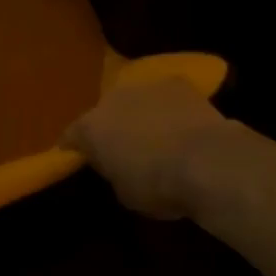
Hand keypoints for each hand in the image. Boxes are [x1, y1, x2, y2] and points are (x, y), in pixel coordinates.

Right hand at [62, 79, 229, 219]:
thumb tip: (118, 165)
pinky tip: (181, 124)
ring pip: (136, 100)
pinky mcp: (178, 83)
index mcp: (91, 128)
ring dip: (140, 114)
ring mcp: (145, 86)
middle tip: (122, 147)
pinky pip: (166, 96)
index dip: (74, 148)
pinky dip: (169, 108)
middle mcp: (112, 99)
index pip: (70, 137)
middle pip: (105, 112)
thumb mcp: (124, 193)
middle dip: (110, 127)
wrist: (205, 160)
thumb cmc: (157, 185)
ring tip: (154, 135)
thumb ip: (114, 172)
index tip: (78, 158)